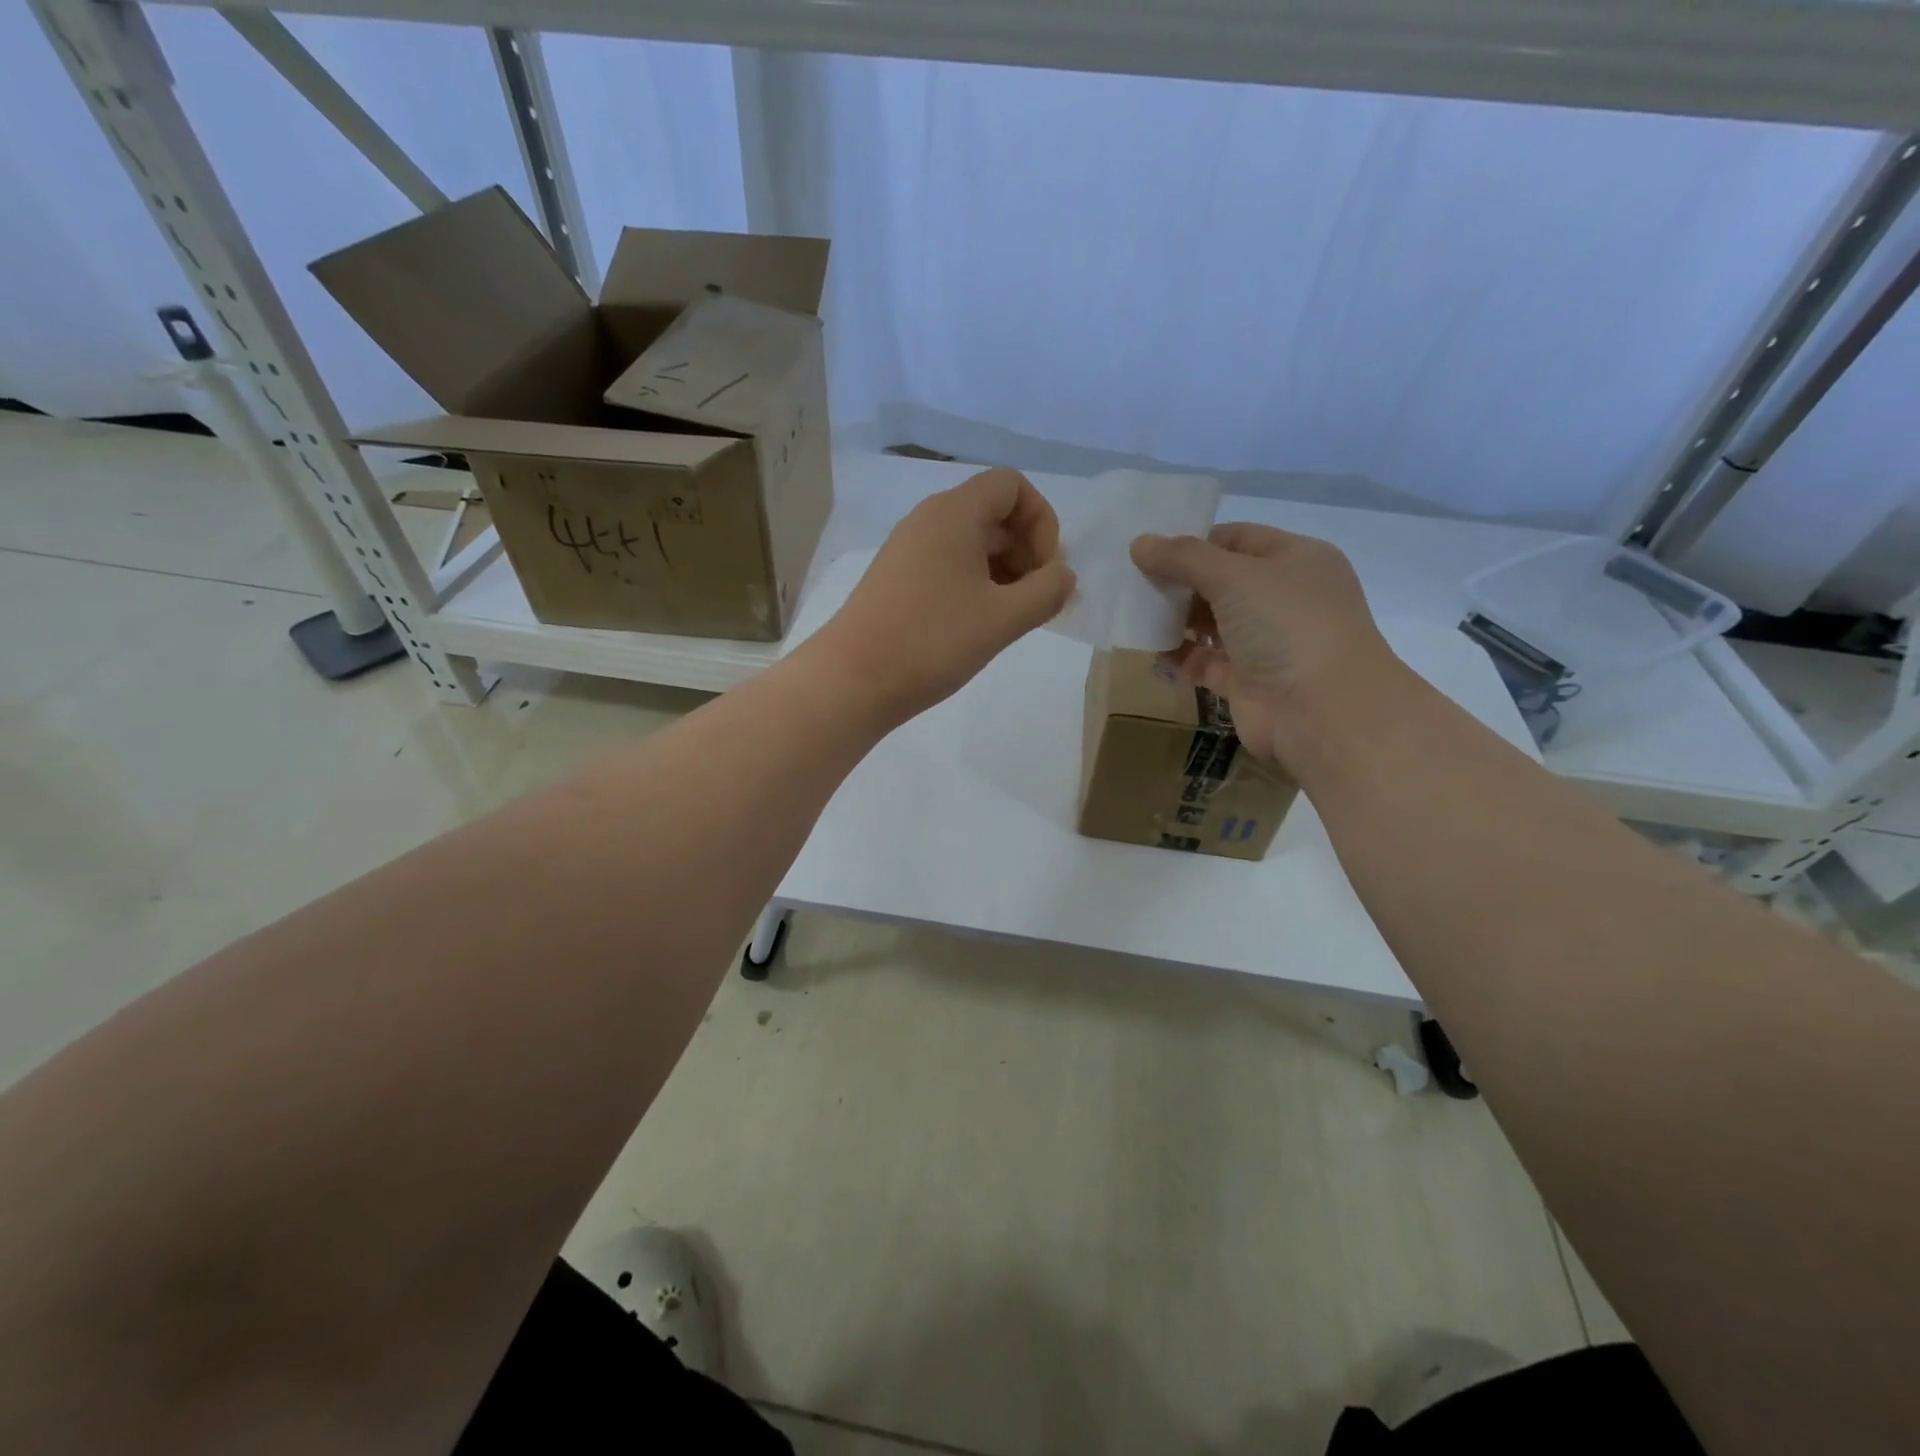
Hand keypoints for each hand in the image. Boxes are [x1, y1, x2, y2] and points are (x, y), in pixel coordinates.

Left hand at [811, 468, 1075, 723]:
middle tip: (1036, 601)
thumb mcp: (1003, 618)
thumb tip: (1064, 577)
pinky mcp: (897, 579)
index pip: (1012, 485)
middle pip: (993, 513)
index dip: (1042, 522)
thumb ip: (1047, 592)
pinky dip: (975, 584)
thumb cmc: (932, 642)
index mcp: (954, 513)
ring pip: (971, 543)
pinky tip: (980, 624)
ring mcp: (908, 549)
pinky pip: (948, 565)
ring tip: (1012, 618)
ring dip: (1003, 571)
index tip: (1046, 571)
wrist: (851, 681)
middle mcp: (928, 519)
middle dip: (1026, 551)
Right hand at [1129, 523, 1399, 767]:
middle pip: (1220, 581)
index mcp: (1295, 560)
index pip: (1237, 539)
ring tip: (1134, 614)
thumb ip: (1183, 558)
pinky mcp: (1246, 681)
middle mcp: (1283, 597)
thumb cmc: (1287, 626)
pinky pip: (1205, 661)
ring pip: (1211, 622)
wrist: (1321, 712)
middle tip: (1133, 584)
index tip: (1150, 551)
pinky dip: (1178, 655)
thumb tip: (1139, 543)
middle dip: (1179, 582)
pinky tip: (1149, 649)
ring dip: (1175, 619)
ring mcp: (1266, 642)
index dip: (1194, 542)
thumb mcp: (1235, 576)